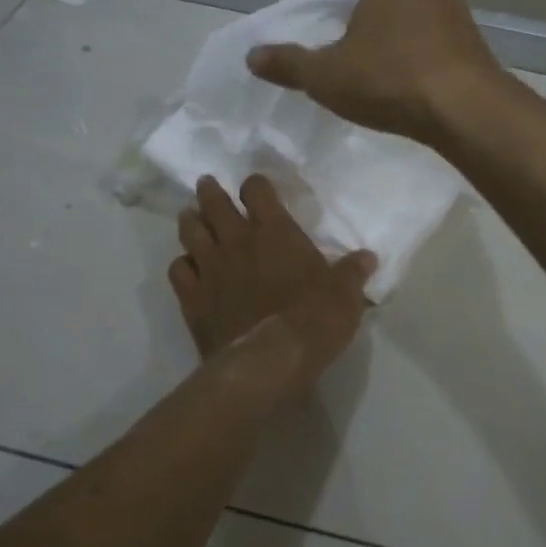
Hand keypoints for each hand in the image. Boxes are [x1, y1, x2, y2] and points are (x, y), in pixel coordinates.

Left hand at [168, 175, 374, 391]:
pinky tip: (187, 267)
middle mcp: (238, 241)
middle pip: (215, 203)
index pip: (257, 191)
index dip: (255, 185)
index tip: (256, 187)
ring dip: (190, 220)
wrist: (269, 360)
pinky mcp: (192, 298)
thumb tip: (367, 257)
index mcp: (275, 232)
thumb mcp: (345, 295)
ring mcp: (210, 268)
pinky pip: (178, 270)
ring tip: (189, 215)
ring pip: (191, 232)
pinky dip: (182, 264)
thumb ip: (353, 272)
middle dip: (210, 192)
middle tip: (207, 185)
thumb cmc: (313, 319)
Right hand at [246, 0, 503, 144]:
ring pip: (422, 22)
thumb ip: (288, 64)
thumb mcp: (325, 76)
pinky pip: (445, 46)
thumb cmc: (387, 80)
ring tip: (389, 78)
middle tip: (359, 58)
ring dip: (407, 42)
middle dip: (378, 22)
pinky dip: (431, 61)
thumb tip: (251, 55)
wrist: (462, 108)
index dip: (350, 1)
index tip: (340, 31)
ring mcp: (460, 14)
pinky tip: (420, 90)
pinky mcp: (480, 44)